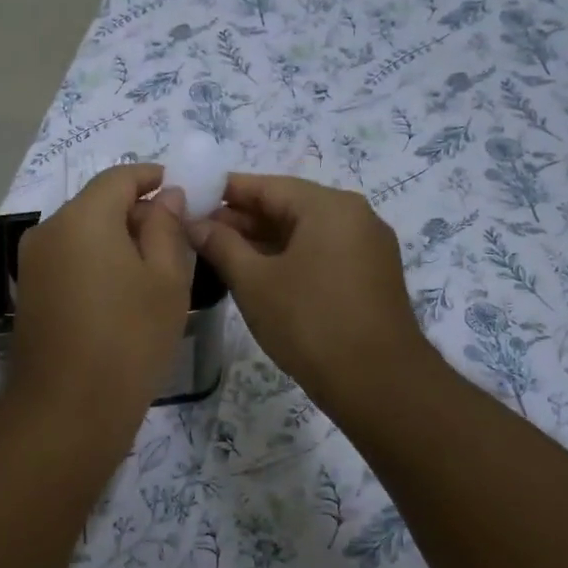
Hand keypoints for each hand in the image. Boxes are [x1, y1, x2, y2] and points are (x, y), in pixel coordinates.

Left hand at [9, 164, 194, 425]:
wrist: (67, 410)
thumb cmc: (129, 339)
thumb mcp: (166, 280)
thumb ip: (167, 228)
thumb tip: (167, 197)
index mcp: (83, 217)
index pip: (119, 177)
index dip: (152, 178)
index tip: (181, 192)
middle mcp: (48, 230)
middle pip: (97, 204)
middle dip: (136, 212)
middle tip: (175, 239)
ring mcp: (32, 264)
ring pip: (82, 234)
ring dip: (116, 240)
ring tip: (153, 271)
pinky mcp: (28, 294)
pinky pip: (68, 261)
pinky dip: (96, 263)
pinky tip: (121, 294)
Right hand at [186, 174, 430, 419]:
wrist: (377, 382)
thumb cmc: (309, 322)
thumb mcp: (254, 281)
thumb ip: (221, 245)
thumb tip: (193, 222)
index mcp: (329, 206)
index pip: (266, 185)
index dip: (224, 192)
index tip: (189, 201)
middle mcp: (354, 216)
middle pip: (287, 206)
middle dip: (241, 219)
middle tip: (197, 234)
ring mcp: (367, 247)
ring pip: (304, 232)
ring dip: (262, 241)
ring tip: (218, 255)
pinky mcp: (370, 276)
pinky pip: (320, 253)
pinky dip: (288, 258)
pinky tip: (256, 275)